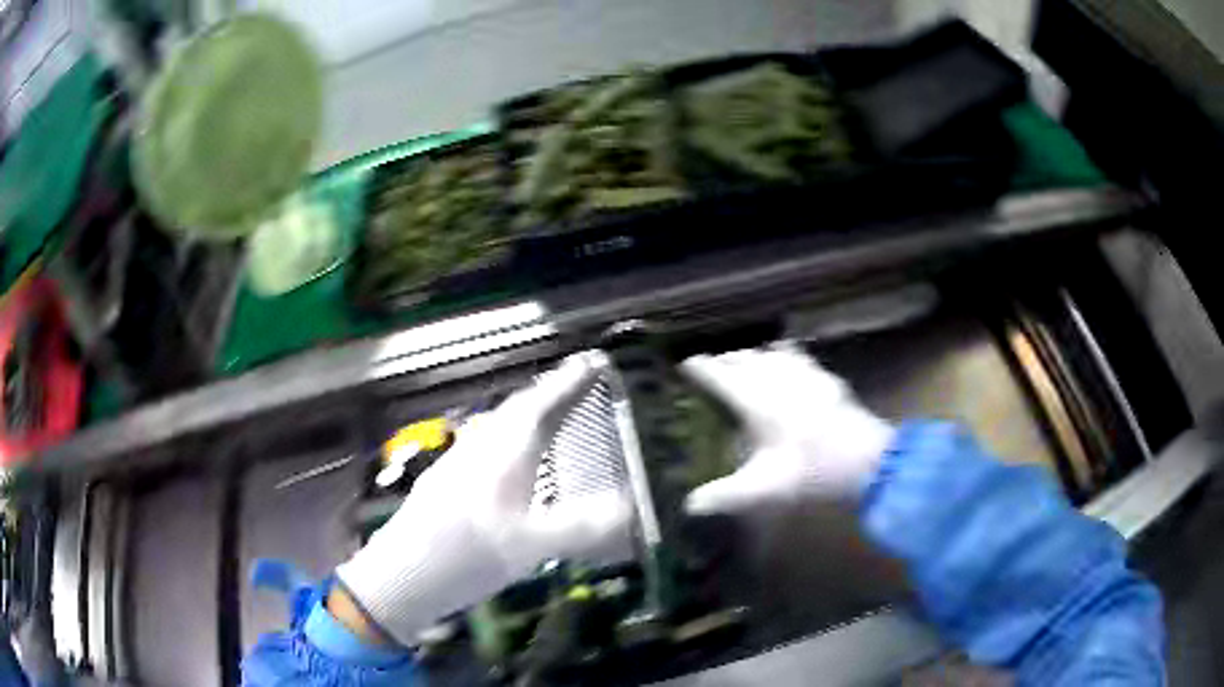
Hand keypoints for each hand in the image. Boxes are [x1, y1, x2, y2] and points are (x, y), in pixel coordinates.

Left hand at [337, 353, 631, 645]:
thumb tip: (632, 510)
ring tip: (550, 418)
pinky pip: (488, 443)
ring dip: (528, 414)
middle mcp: (481, 446)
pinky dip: (510, 439)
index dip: (571, 382)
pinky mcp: (447, 481)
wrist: (404, 574)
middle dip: (551, 393)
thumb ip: (584, 526)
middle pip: (520, 408)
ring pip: (500, 425)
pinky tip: (510, 462)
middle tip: (578, 385)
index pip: (544, 404)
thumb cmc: (468, 554)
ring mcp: (459, 461)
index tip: (594, 362)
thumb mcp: (531, 545)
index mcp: (505, 451)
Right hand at [681, 344, 894, 514]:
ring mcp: (807, 375)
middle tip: (712, 366)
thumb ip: (723, 496)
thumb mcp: (763, 490)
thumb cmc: (813, 474)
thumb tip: (689, 505)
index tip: (685, 365)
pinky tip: (789, 362)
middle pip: (745, 358)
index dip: (701, 368)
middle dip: (725, 359)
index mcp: (758, 402)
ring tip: (744, 361)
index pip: (721, 375)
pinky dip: (784, 355)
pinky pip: (799, 357)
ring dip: (753, 355)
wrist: (870, 463)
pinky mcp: (828, 379)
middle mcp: (779, 380)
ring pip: (771, 353)